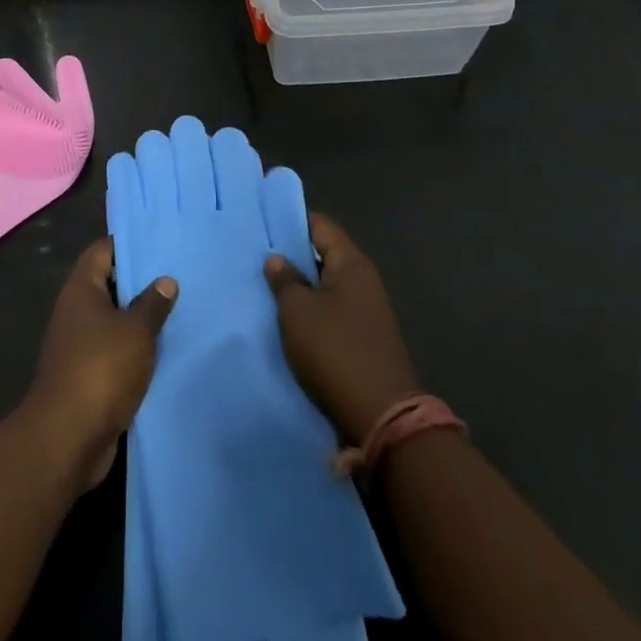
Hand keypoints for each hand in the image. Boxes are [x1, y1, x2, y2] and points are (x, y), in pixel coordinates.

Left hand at [24, 238, 177, 488]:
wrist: (68, 438)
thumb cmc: (101, 369)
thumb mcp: (135, 331)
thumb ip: (153, 304)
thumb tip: (165, 280)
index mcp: (81, 289)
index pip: (103, 250)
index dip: (129, 244)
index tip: (159, 242)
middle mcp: (76, 311)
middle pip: (109, 284)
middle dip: (140, 282)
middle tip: (177, 275)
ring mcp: (79, 344)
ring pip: (114, 320)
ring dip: (139, 320)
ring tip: (178, 311)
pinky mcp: (87, 375)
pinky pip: (115, 351)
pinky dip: (135, 350)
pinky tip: (164, 351)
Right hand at [264, 213, 419, 446]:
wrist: (382, 419)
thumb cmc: (335, 351)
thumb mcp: (298, 311)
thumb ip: (285, 280)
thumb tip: (278, 259)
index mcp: (352, 263)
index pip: (320, 225)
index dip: (291, 222)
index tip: (263, 226)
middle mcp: (365, 281)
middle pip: (325, 255)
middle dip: (293, 258)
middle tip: (258, 260)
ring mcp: (369, 312)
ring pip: (328, 288)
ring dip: (302, 290)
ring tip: (268, 292)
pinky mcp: (366, 341)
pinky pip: (334, 314)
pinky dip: (313, 315)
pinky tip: (290, 324)